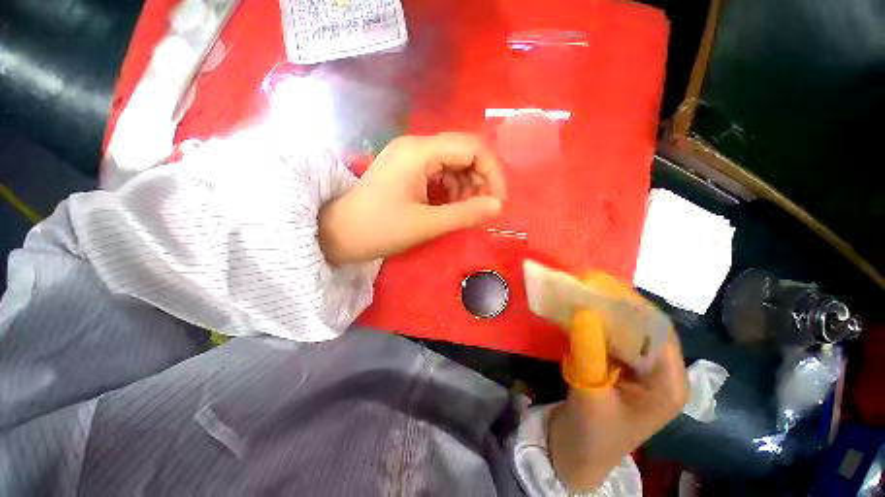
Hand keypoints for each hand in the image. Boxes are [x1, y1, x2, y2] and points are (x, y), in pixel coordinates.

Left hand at [319, 133, 506, 264]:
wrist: (338, 234)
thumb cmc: (380, 229)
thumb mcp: (427, 224)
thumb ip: (465, 213)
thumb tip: (498, 206)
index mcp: (419, 152)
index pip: (472, 148)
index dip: (492, 173)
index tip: (498, 201)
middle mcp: (416, 146)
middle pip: (463, 152)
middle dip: (480, 179)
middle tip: (484, 208)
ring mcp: (410, 156)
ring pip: (452, 163)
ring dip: (466, 186)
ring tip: (466, 211)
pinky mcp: (406, 169)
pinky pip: (439, 172)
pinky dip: (451, 189)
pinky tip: (451, 206)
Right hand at [550, 279, 687, 491]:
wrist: (578, 453)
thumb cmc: (591, 434)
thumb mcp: (589, 395)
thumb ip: (589, 353)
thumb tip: (585, 311)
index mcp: (668, 384)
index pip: (659, 331)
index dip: (631, 305)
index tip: (599, 284)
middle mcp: (661, 371)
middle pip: (644, 326)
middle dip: (615, 303)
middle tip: (586, 283)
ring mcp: (641, 368)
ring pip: (627, 328)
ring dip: (604, 310)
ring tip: (581, 291)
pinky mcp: (622, 366)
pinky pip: (612, 336)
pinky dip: (595, 321)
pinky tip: (578, 311)